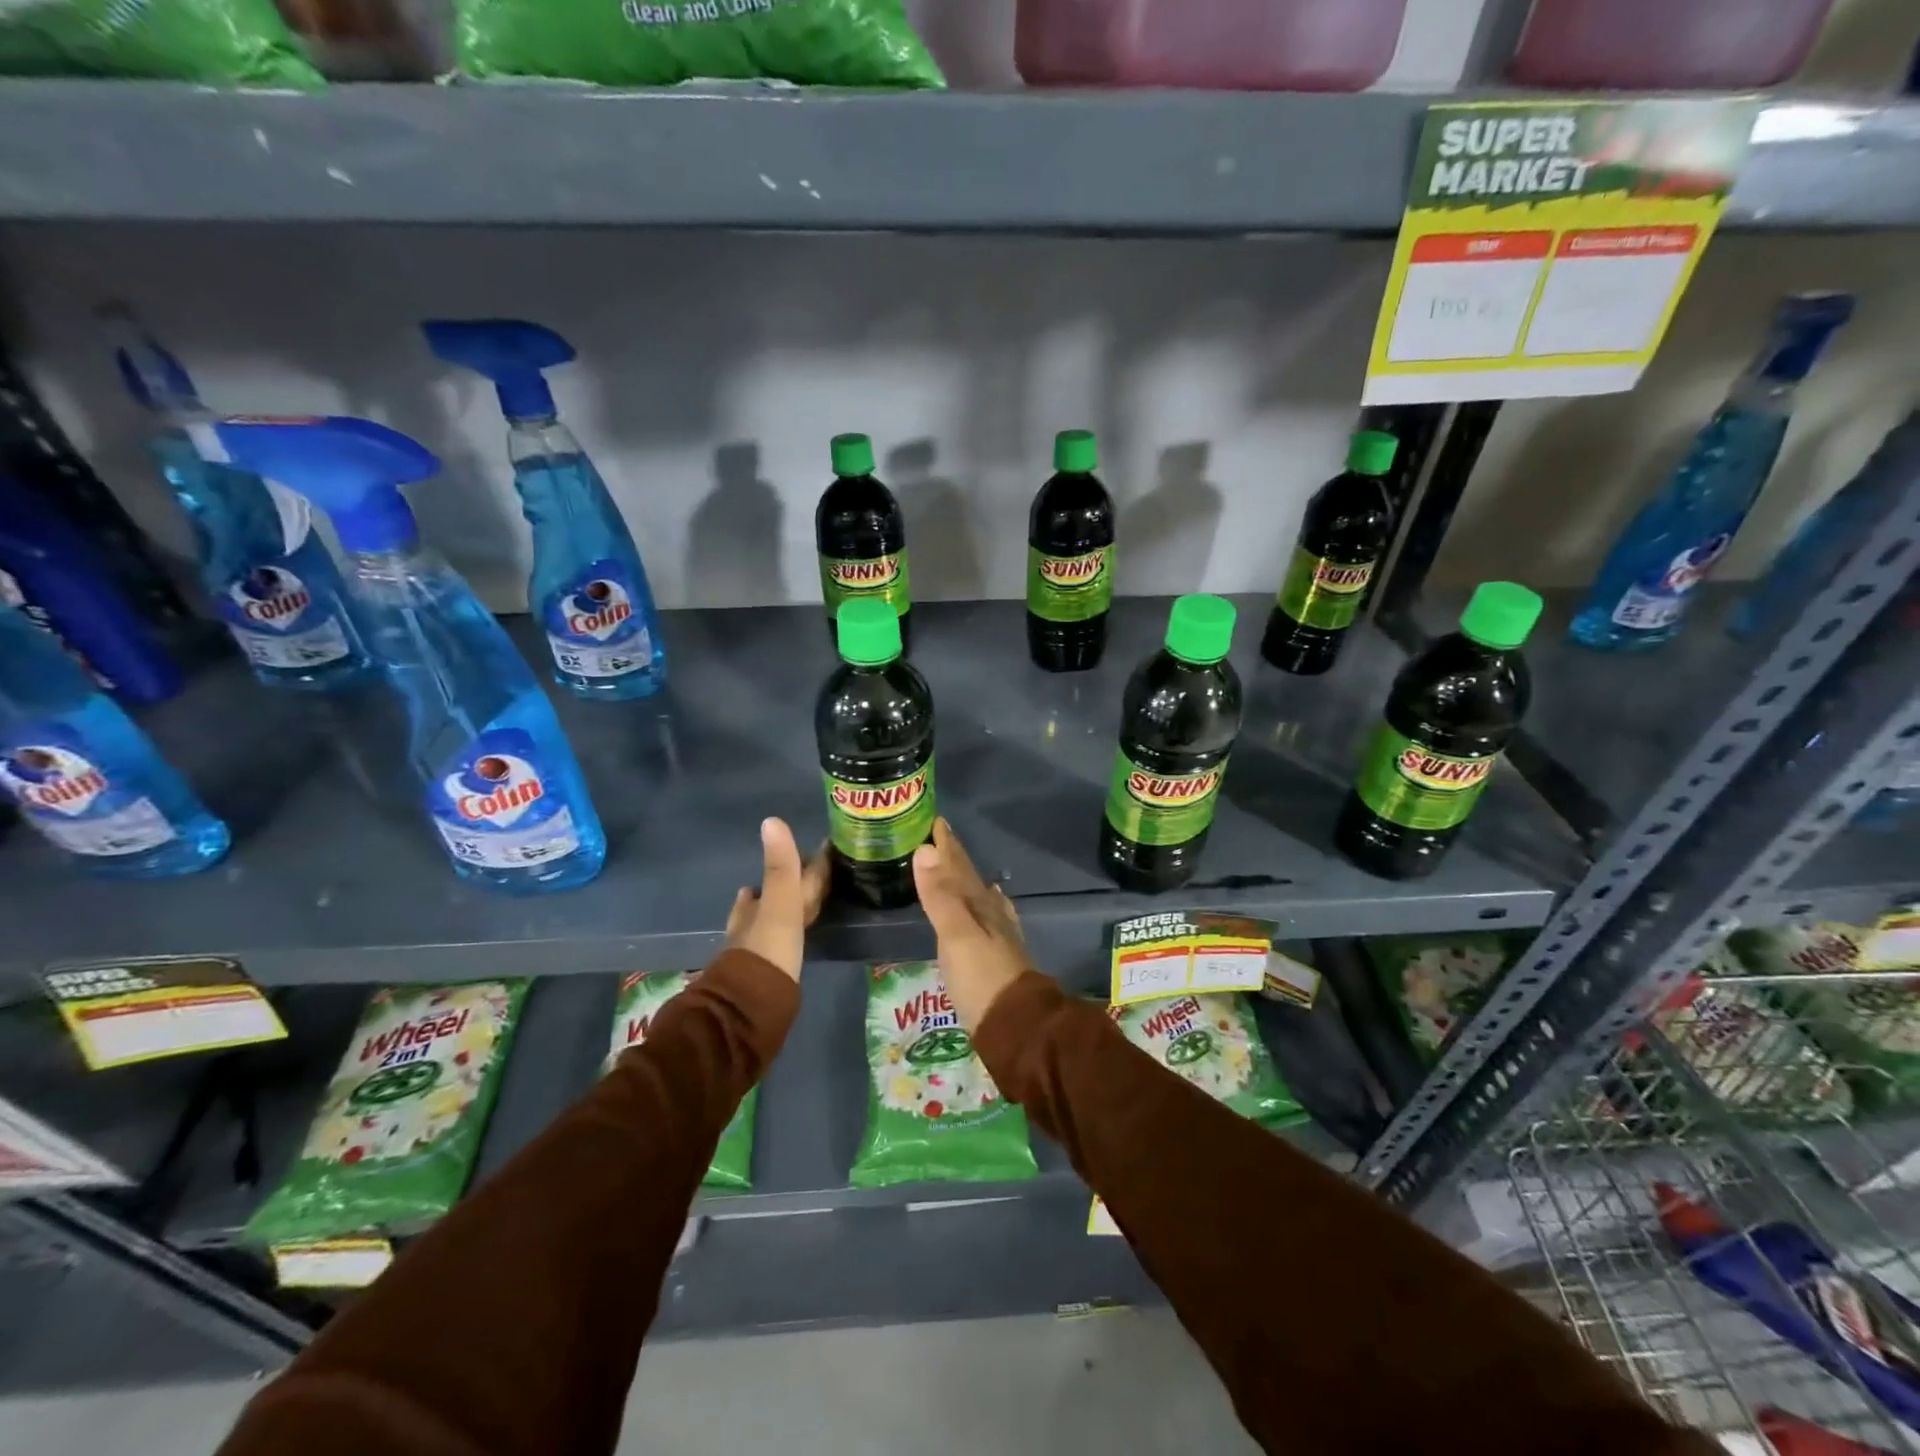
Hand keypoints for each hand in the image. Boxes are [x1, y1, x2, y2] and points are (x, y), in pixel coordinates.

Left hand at [726, 818, 828, 981]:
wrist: (754, 1006)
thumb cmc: (769, 950)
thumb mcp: (780, 904)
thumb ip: (780, 867)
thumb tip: (771, 819)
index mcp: (754, 907)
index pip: (772, 879)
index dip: (785, 867)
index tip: (801, 855)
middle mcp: (750, 926)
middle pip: (763, 901)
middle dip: (776, 888)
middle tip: (792, 876)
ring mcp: (756, 952)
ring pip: (767, 923)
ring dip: (777, 911)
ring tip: (786, 902)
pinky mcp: (767, 973)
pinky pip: (777, 944)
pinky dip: (783, 935)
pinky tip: (787, 940)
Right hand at [912, 817, 1030, 1031]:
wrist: (1017, 1026)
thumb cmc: (982, 978)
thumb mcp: (955, 935)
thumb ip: (939, 895)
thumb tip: (924, 849)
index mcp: (979, 906)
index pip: (959, 868)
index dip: (947, 846)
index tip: (937, 822)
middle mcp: (991, 916)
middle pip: (970, 880)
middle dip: (955, 859)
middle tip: (942, 837)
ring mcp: (998, 937)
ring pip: (980, 898)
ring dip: (967, 881)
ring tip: (961, 867)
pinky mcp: (998, 959)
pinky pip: (990, 919)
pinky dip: (987, 906)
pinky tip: (993, 905)